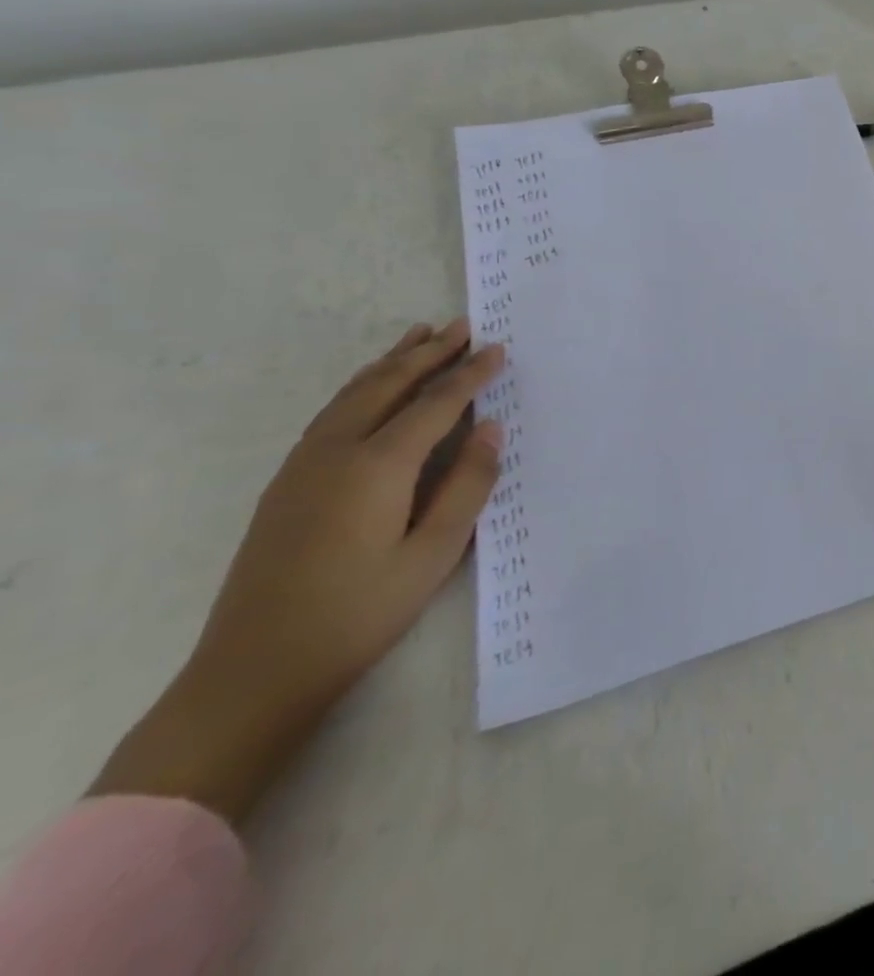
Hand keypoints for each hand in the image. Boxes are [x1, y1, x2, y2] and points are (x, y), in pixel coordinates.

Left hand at [90, 319, 505, 824]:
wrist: (254, 669)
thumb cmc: (359, 612)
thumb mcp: (433, 554)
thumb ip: (467, 487)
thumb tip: (492, 430)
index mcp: (377, 467)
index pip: (435, 403)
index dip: (470, 374)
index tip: (498, 348)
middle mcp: (336, 452)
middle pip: (388, 385)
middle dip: (429, 352)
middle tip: (462, 325)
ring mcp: (303, 466)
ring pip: (353, 394)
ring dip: (391, 362)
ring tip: (420, 336)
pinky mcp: (287, 483)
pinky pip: (332, 413)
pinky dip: (362, 387)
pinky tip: (373, 388)